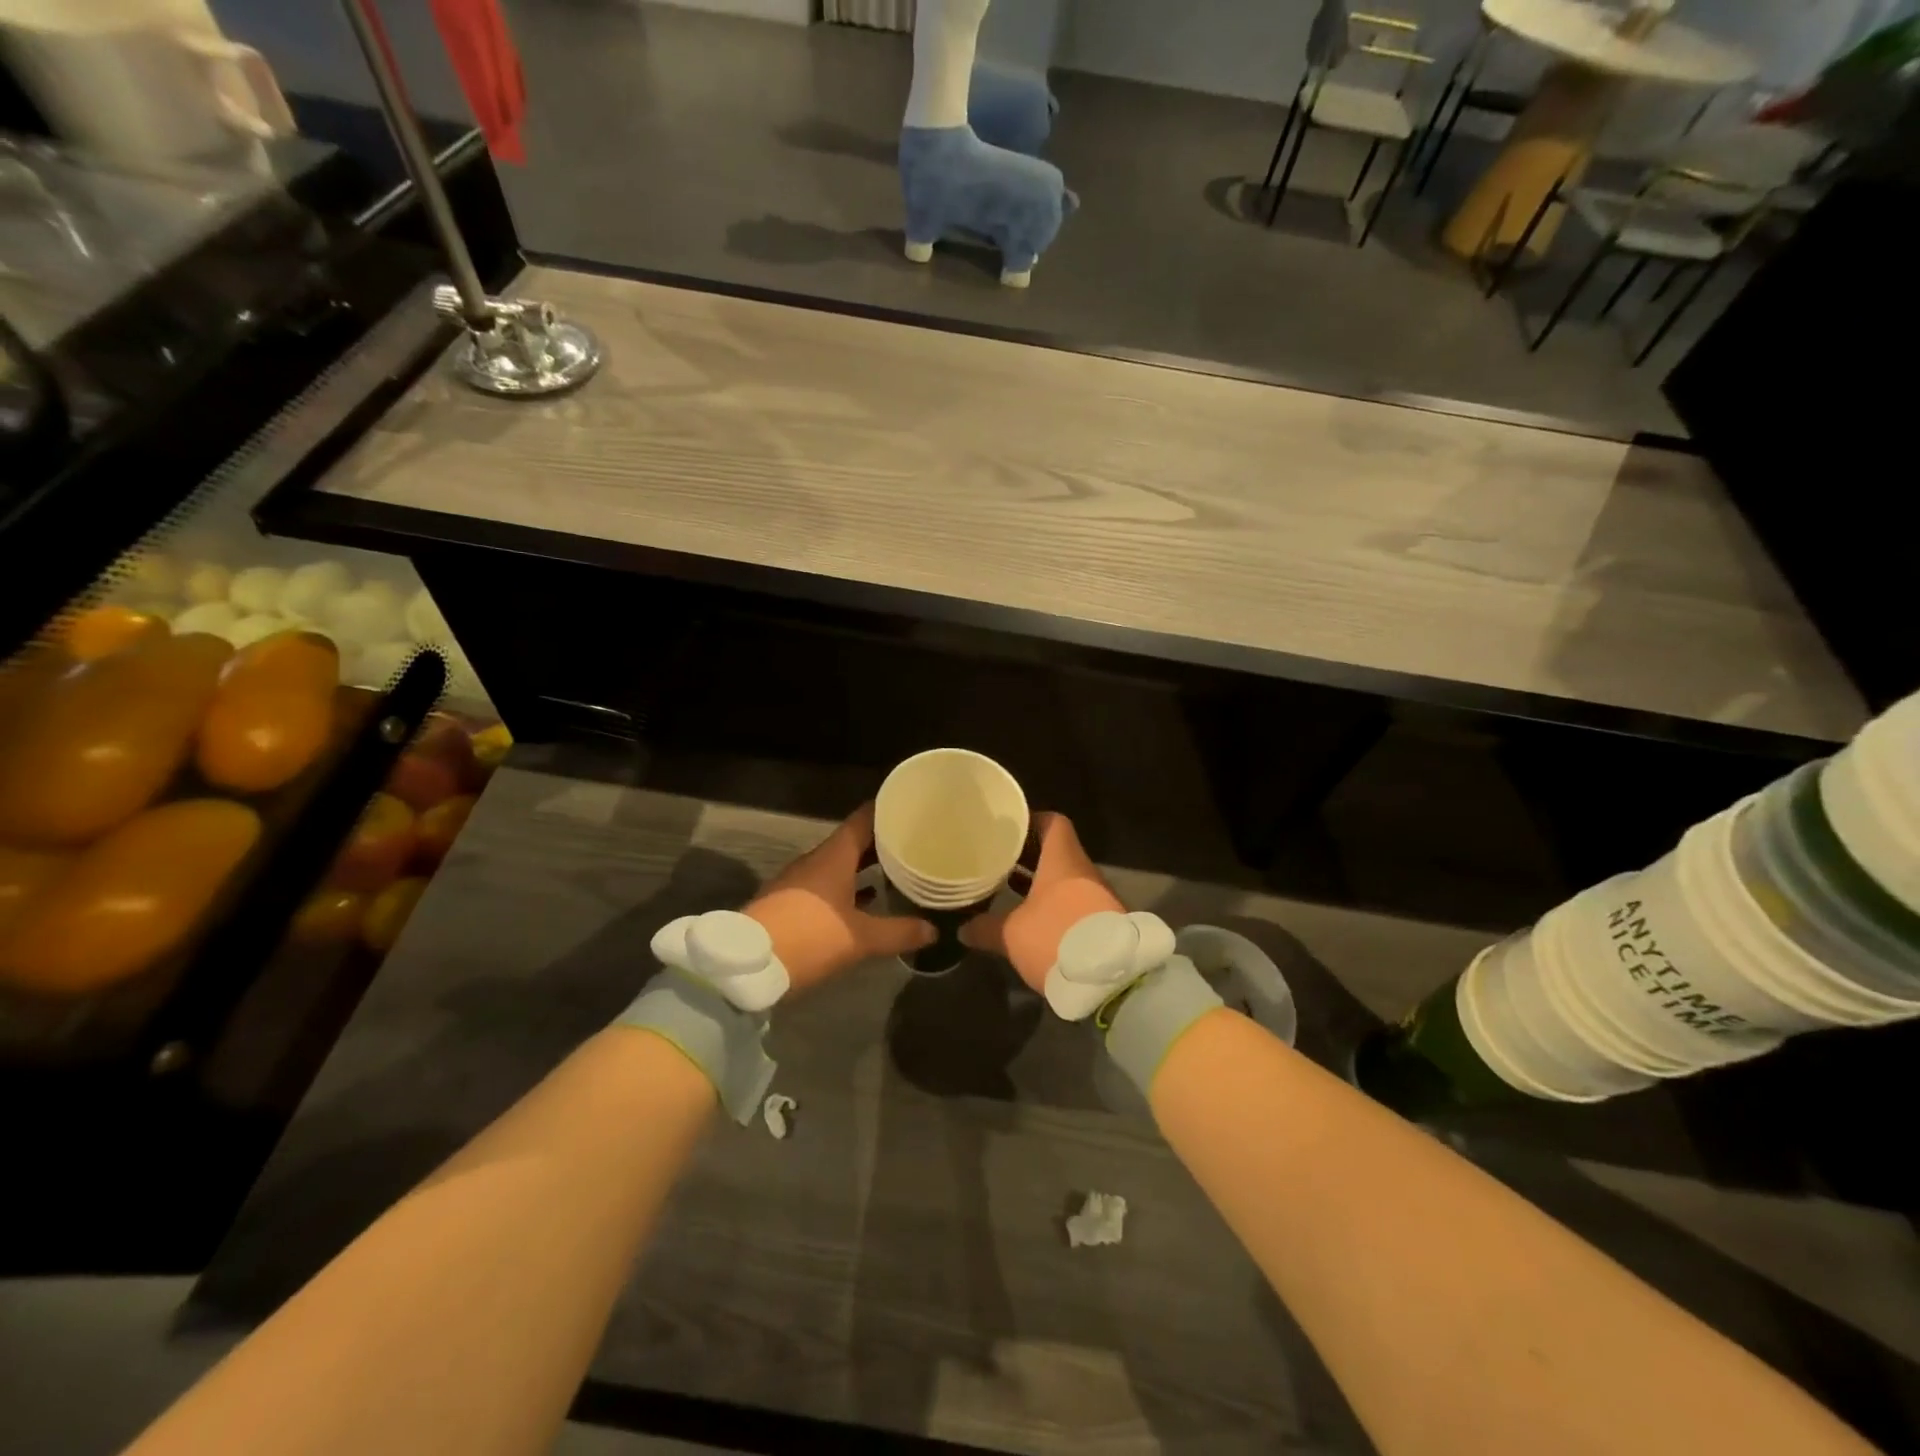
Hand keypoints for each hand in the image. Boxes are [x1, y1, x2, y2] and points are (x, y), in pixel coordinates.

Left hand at [744, 803, 934, 992]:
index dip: (887, 810)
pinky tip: (867, 900)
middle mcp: (816, 860)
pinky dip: (849, 885)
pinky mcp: (790, 901)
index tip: (911, 807)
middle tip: (915, 841)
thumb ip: (899, 932)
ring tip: (898, 869)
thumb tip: (934, 929)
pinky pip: (827, 883)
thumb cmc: (809, 937)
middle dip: (882, 841)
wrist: (746, 966)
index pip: (864, 818)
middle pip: (853, 840)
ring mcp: (799, 880)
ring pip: (839, 863)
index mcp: (834, 856)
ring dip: (865, 865)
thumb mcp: (860, 938)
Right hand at [960, 812, 1123, 991]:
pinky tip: (1033, 919)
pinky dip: (1056, 905)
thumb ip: (986, 928)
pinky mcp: (1104, 922)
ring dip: (1042, 883)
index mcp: (1062, 860)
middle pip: (1057, 852)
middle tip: (999, 861)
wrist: (1111, 978)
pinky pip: (1076, 902)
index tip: (1009, 830)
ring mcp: (1098, 896)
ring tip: (1010, 890)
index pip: (1053, 823)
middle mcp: (1083, 871)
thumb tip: (963, 929)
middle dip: (1029, 856)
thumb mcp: (1012, 934)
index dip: (1032, 822)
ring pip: (1066, 879)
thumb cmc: (1056, 937)